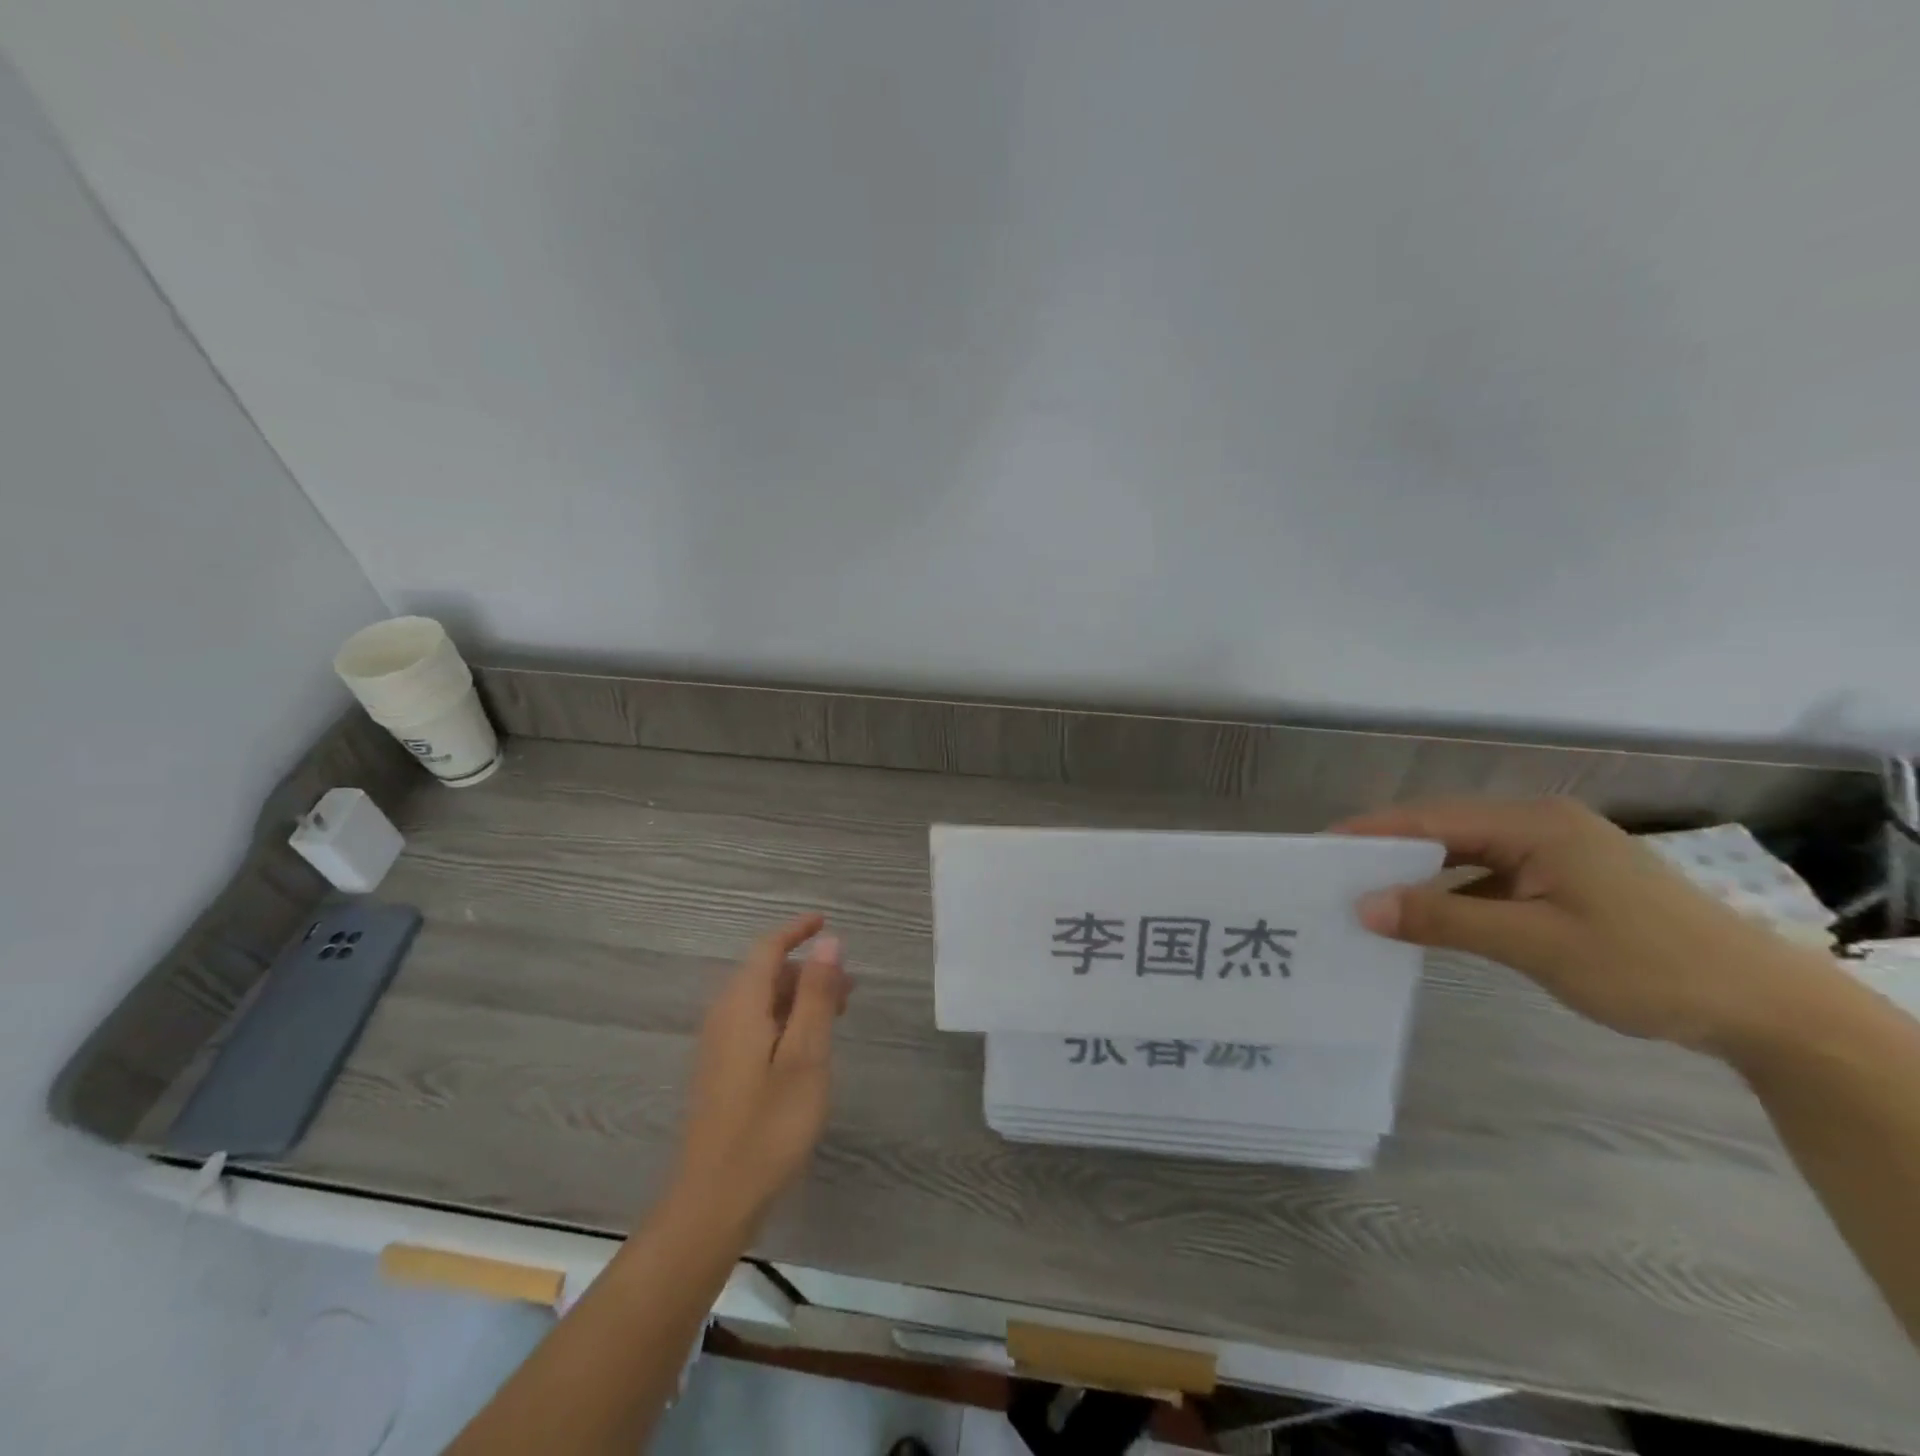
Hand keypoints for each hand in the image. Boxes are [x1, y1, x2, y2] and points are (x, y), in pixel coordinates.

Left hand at [671, 914, 849, 1229]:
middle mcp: (724, 1018)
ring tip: (838, 1013)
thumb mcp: (806, 1056)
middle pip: (765, 974)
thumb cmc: (769, 1126)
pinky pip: (756, 1026)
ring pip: (762, 1002)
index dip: (797, 930)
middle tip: (849, 985)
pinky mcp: (721, 1073)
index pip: (768, 949)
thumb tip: (828, 941)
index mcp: (742, 1006)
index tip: (827, 921)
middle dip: (807, 969)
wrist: (714, 1201)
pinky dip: (786, 1021)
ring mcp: (719, 1047)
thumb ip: (816, 995)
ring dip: (800, 997)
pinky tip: (809, 1047)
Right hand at [1334, 797, 1845, 1059]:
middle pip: (1445, 830)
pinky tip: (1429, 916)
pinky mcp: (1567, 882)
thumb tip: (1363, 906)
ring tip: (1368, 894)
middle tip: (1334, 875)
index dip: (1372, 831)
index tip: (1320, 847)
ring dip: (1420, 874)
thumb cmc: (1648, 966)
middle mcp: (1541, 826)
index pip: (1432, 818)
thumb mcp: (1536, 944)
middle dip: (1389, 851)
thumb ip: (1445, 919)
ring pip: (1467, 854)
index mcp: (1534, 824)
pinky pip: (1491, 877)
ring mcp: (1557, 854)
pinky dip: (1454, 893)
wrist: (1766, 1010)